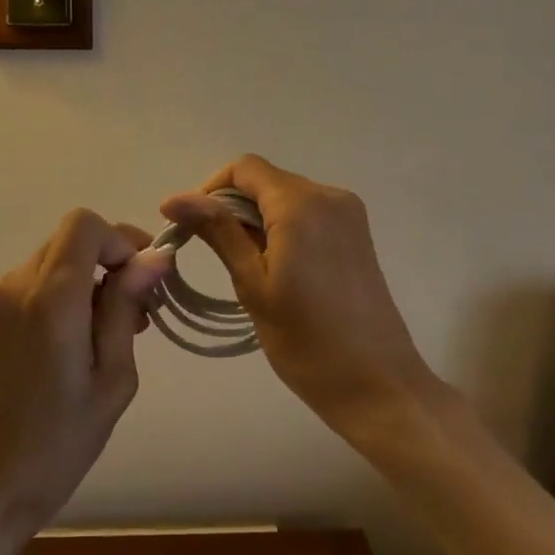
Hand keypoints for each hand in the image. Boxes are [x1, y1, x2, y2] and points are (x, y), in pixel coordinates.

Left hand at [0, 209, 170, 553]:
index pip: (84, 225)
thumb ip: (126, 309)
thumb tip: (154, 258)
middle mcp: (15, 285)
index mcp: (50, 298)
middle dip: (110, 261)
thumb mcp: (111, 381)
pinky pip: (32, 283)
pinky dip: (61, 294)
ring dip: (87, 279)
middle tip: (139, 311)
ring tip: (111, 332)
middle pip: (70, 240)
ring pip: (53, 260)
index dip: (119, 240)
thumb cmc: (56, 445)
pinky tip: (75, 340)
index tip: (143, 279)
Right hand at [161, 155, 438, 438]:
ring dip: (257, 219)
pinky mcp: (356, 234)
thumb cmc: (307, 341)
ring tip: (244, 266)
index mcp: (301, 204)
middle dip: (232, 207)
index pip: (244, 168)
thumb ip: (218, 232)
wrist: (379, 386)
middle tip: (211, 253)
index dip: (210, 189)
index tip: (190, 226)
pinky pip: (308, 213)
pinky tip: (276, 267)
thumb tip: (174, 198)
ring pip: (286, 197)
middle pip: (266, 181)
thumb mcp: (253, 284)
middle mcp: (329, 195)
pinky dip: (283, 228)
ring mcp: (348, 214)